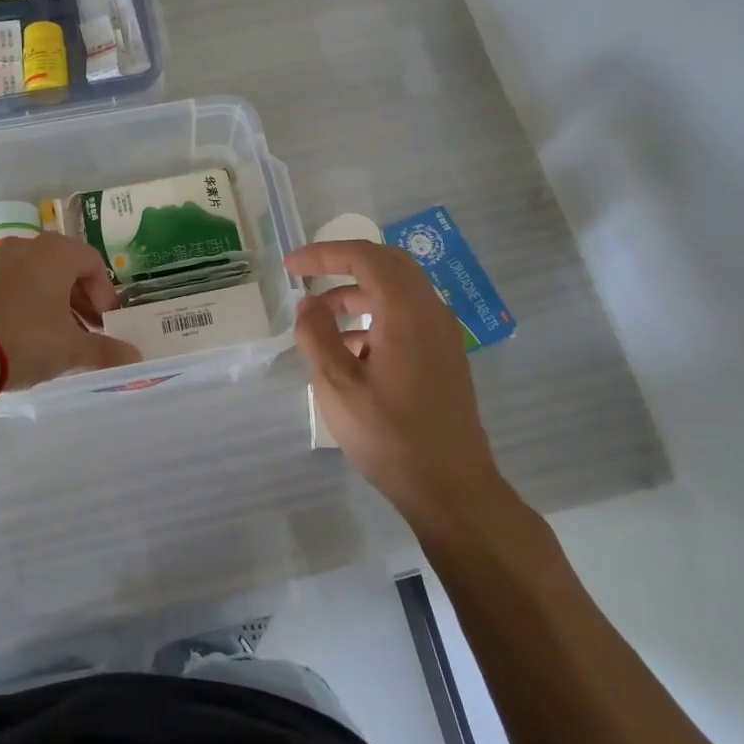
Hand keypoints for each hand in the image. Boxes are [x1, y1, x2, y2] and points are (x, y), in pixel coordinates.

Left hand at [0, 234, 141, 388]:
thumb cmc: (28, 339)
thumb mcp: (72, 348)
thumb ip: (106, 350)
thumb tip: (135, 357)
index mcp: (56, 252)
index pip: (93, 263)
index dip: (106, 294)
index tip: (107, 322)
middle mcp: (28, 247)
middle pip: (67, 268)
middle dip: (83, 300)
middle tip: (90, 330)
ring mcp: (0, 261)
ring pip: (41, 276)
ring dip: (58, 303)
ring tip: (64, 336)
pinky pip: (18, 285)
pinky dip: (33, 303)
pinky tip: (34, 335)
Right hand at [284, 241, 509, 528]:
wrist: (452, 488)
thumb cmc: (390, 436)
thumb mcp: (337, 386)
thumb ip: (317, 337)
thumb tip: (310, 305)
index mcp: (406, 313)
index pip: (365, 258)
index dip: (324, 254)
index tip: (291, 267)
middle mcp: (431, 313)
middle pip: (388, 264)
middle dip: (344, 263)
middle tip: (308, 276)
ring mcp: (443, 335)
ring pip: (400, 290)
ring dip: (360, 291)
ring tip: (322, 318)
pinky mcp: (446, 357)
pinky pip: (409, 315)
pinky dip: (377, 314)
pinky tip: (352, 349)